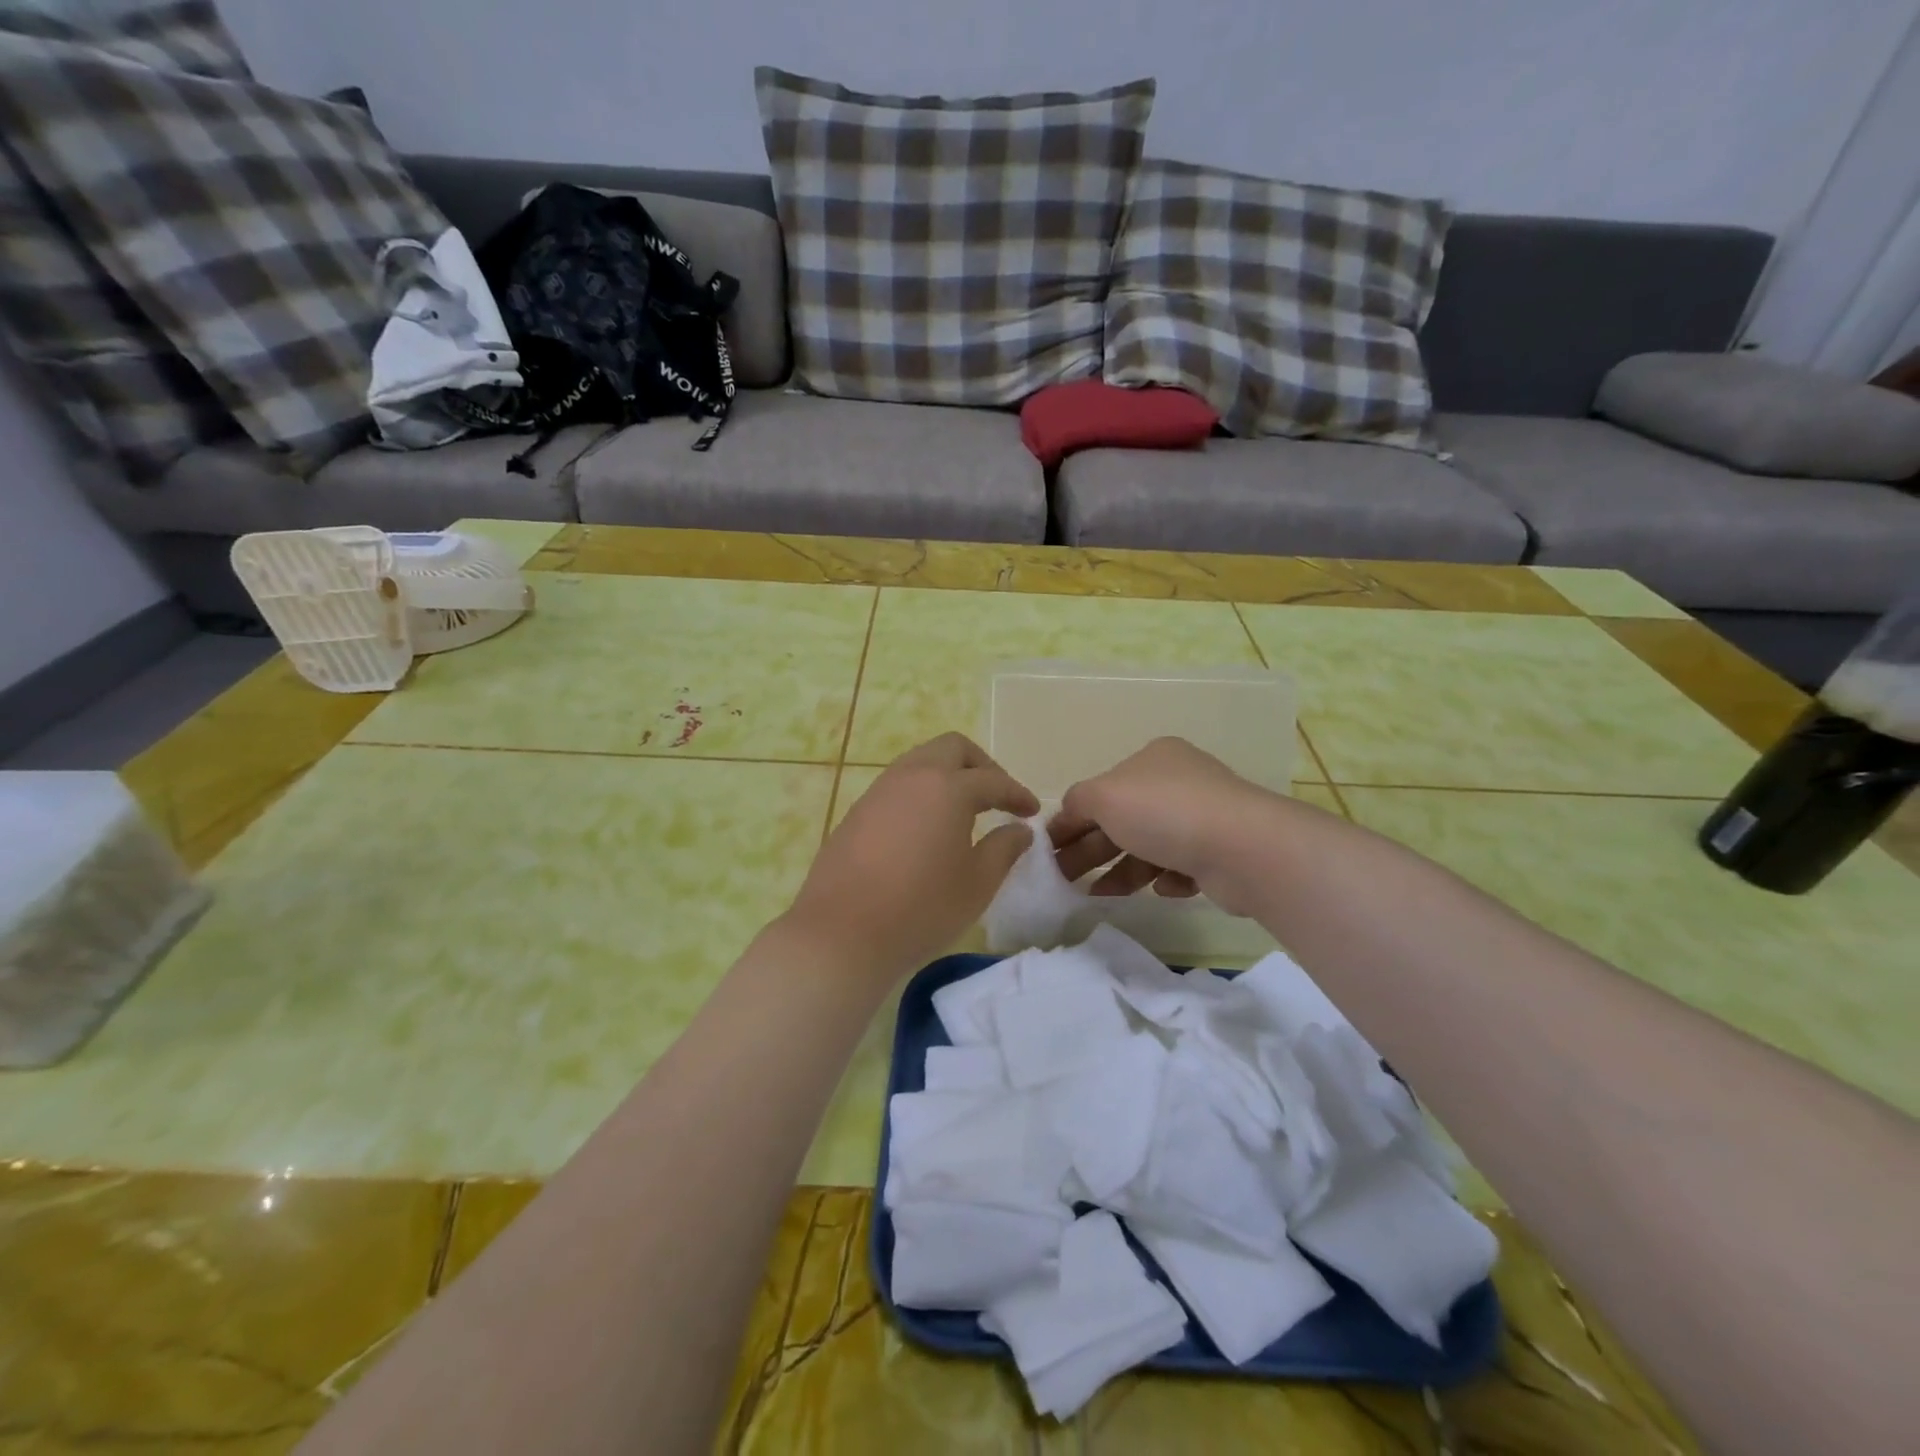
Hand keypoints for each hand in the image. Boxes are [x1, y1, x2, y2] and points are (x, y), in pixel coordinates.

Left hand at [782, 734, 1038, 983]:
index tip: (1031, 812)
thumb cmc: (921, 908)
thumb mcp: (977, 884)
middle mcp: (912, 776)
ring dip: (948, 776)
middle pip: (953, 749)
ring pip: (920, 762)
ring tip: (964, 812)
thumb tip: (1019, 830)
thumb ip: (1004, 849)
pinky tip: (927, 829)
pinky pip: (898, 786)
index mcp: (947, 788)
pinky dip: (921, 793)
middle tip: (997, 797)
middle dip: (982, 766)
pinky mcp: (856, 812)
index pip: (992, 780)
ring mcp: (879, 791)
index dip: (1017, 793)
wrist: (842, 933)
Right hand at [1050, 737, 1274, 913]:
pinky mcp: (1220, 854)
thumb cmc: (1165, 812)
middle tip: (1064, 878)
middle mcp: (1180, 783)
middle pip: (1122, 820)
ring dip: (1122, 871)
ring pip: (1149, 847)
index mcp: (1153, 758)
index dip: (1071, 819)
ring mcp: (1203, 818)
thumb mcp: (1103, 796)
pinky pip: (1180, 867)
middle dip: (1092, 849)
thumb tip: (1065, 815)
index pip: (1101, 789)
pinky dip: (1164, 879)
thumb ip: (1076, 802)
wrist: (1242, 848)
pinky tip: (1160, 889)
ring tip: (1098, 894)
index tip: (1048, 849)